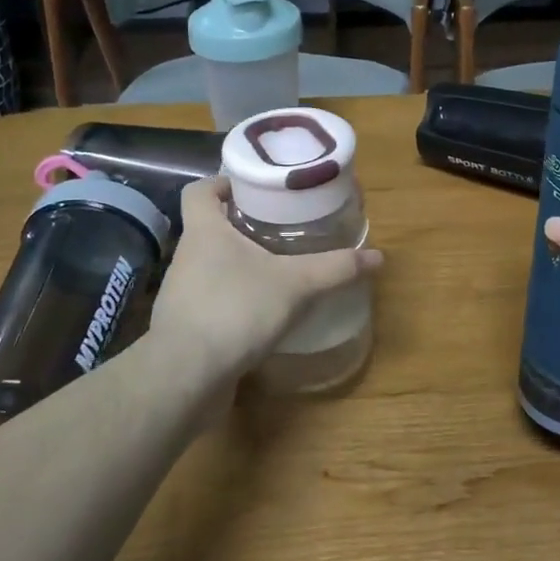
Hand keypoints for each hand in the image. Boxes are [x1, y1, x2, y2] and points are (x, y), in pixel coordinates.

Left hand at [151, 177, 382, 381]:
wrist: (186, 377)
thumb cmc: (236, 310)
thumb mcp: (296, 284)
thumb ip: (336, 268)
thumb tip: (378, 256)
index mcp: (205, 231)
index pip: (199, 190)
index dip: (222, 183)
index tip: (253, 188)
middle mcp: (187, 256)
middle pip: (210, 226)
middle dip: (242, 224)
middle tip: (280, 226)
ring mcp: (181, 294)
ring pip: (211, 265)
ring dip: (239, 263)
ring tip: (277, 267)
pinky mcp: (186, 326)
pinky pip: (211, 300)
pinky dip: (234, 299)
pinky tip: (262, 311)